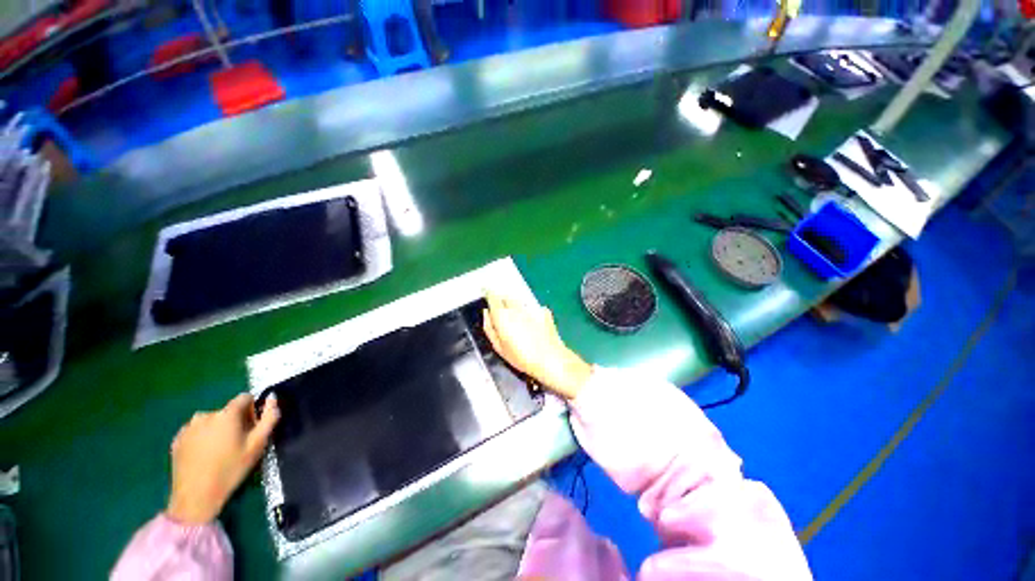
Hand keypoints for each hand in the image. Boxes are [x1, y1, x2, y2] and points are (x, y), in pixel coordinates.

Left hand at [167, 394, 279, 524]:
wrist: (195, 496)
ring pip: (210, 421)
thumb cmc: (231, 469)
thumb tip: (272, 398)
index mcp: (226, 414)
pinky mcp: (176, 440)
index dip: (252, 409)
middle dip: (235, 422)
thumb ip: (269, 418)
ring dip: (218, 429)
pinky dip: (203, 438)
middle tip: (237, 443)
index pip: (244, 398)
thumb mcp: (257, 445)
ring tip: (219, 451)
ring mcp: (188, 427)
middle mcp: (205, 415)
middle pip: (227, 411)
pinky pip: (195, 431)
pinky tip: (204, 456)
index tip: (252, 427)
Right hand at [482, 292, 591, 399]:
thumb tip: (486, 313)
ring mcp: (531, 308)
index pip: (492, 297)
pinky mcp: (544, 312)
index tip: (486, 292)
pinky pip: (533, 308)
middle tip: (502, 312)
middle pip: (506, 297)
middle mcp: (516, 308)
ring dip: (516, 307)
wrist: (550, 359)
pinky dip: (531, 313)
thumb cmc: (521, 357)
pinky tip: (533, 325)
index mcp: (502, 315)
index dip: (488, 293)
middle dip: (502, 301)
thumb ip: (489, 328)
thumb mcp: (498, 347)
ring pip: (520, 302)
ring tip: (518, 322)